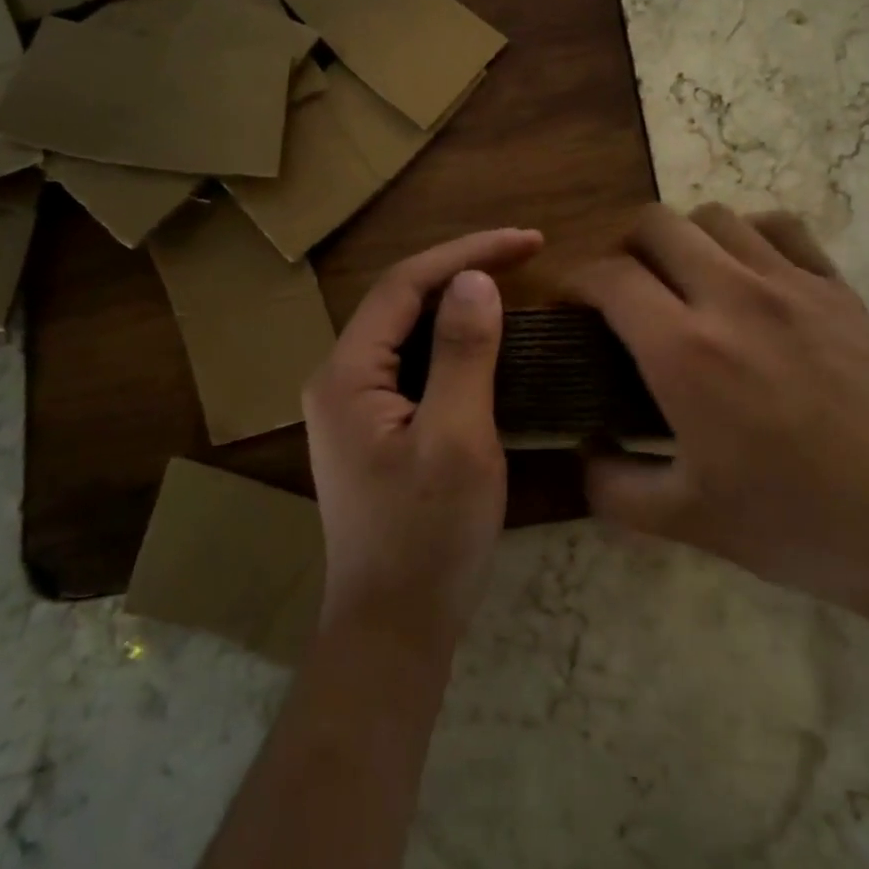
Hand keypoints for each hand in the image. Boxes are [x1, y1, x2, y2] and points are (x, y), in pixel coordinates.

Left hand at [304, 228, 544, 652]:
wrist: (394, 627)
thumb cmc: (428, 537)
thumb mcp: (456, 440)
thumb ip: (463, 355)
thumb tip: (475, 279)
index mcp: (347, 375)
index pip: (404, 285)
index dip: (467, 252)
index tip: (529, 241)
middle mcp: (340, 380)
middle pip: (402, 302)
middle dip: (463, 269)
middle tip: (527, 255)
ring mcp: (355, 408)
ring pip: (409, 332)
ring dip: (459, 303)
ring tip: (514, 284)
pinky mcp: (376, 430)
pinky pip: (415, 365)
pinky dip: (454, 342)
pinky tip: (488, 342)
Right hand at [574, 205, 868, 653]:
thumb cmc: (797, 525)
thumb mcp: (685, 521)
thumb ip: (612, 485)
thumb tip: (585, 450)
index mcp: (685, 352)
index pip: (609, 277)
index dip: (575, 281)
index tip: (568, 304)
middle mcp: (733, 297)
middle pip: (656, 224)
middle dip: (621, 247)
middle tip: (620, 291)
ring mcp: (794, 285)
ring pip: (716, 217)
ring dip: (682, 239)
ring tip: (682, 281)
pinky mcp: (840, 289)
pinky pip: (781, 228)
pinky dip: (747, 235)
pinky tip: (748, 273)